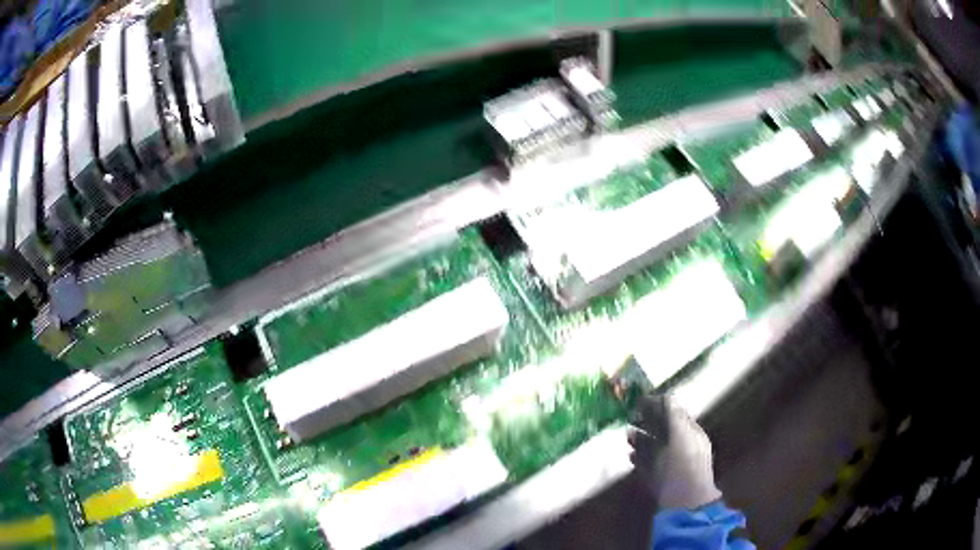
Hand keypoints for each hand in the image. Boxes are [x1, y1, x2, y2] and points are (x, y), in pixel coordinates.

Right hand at [628, 395, 721, 509]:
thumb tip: (667, 396)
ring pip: (654, 447)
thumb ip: (674, 415)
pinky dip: (638, 458)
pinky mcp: (659, 480)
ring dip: (641, 439)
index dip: (659, 406)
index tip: (639, 401)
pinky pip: (648, 465)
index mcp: (691, 434)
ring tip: (627, 436)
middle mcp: (682, 446)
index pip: (675, 413)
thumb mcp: (681, 435)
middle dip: (647, 422)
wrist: (684, 503)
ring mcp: (670, 464)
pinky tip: (630, 456)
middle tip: (630, 417)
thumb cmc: (684, 465)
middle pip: (663, 429)